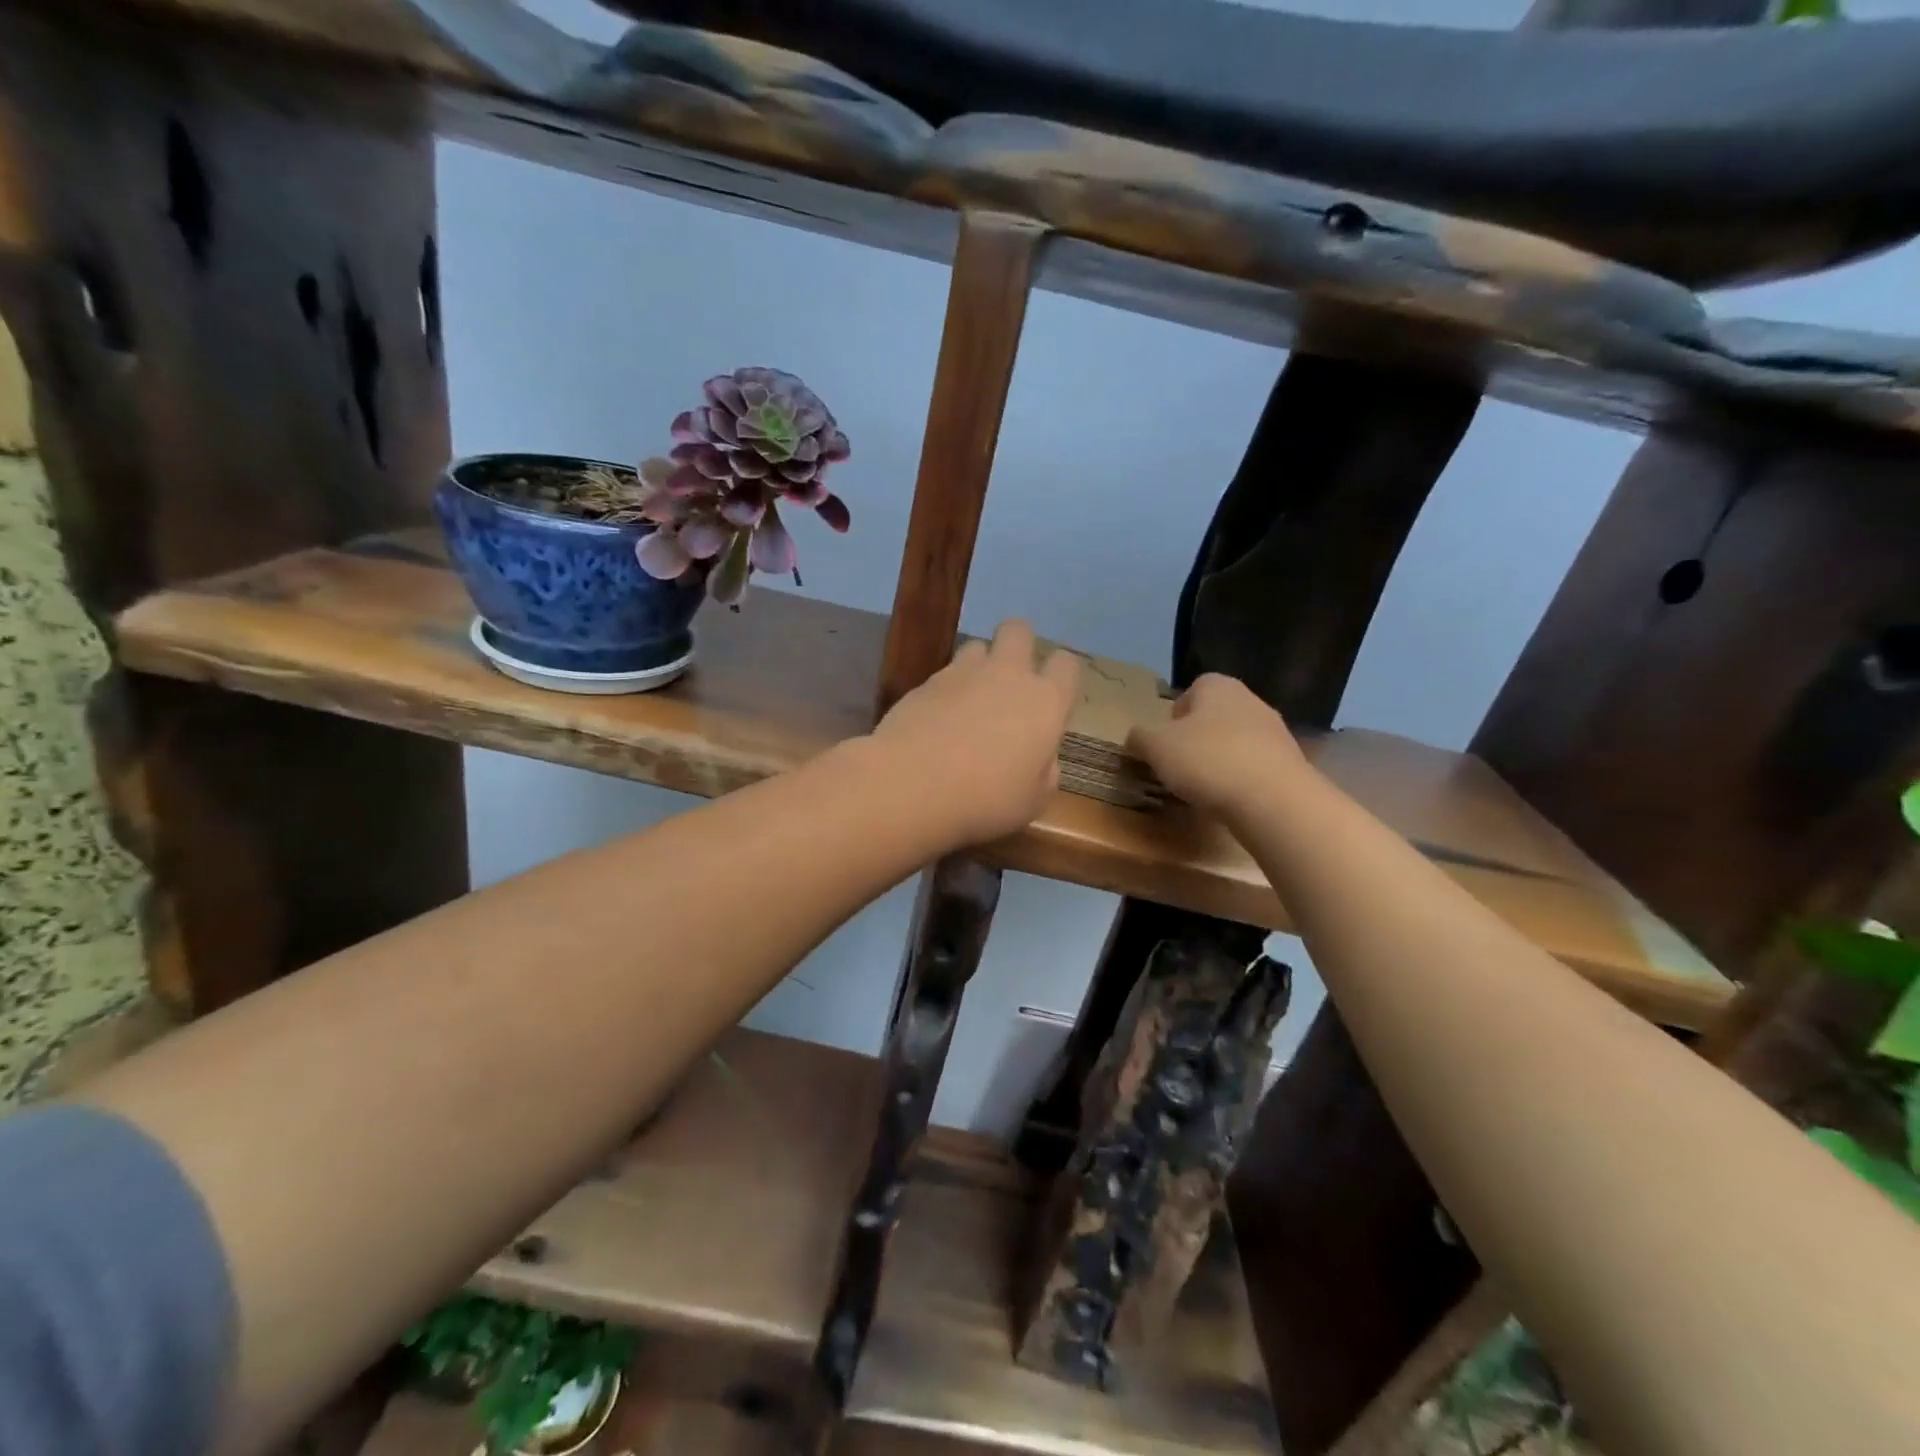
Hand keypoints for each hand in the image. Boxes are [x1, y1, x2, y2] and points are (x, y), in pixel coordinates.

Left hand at [871, 619, 1080, 845]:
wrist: (912, 784)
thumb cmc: (986, 799)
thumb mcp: (1033, 801)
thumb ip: (1045, 771)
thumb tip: (1042, 757)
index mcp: (1045, 701)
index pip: (1067, 664)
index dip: (1061, 677)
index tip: (1052, 702)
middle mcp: (1008, 675)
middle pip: (1018, 630)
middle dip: (1018, 646)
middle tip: (1011, 683)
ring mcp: (963, 673)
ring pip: (977, 646)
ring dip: (979, 665)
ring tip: (970, 700)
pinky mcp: (925, 682)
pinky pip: (944, 673)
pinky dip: (946, 690)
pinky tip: (938, 720)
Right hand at [1127, 673, 1308, 819]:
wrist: (1273, 799)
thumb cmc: (1207, 760)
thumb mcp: (1156, 748)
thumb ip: (1139, 738)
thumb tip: (1135, 737)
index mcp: (1218, 686)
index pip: (1191, 690)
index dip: (1174, 716)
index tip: (1164, 743)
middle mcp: (1250, 700)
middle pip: (1214, 716)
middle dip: (1196, 738)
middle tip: (1178, 766)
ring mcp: (1274, 731)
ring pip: (1235, 741)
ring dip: (1219, 759)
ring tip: (1202, 787)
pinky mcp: (1289, 762)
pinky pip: (1254, 765)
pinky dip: (1239, 778)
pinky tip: (1229, 799)